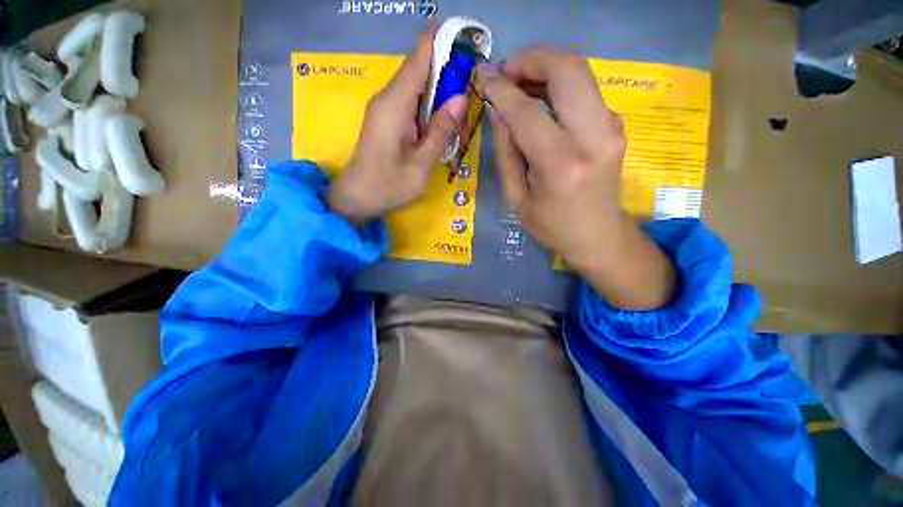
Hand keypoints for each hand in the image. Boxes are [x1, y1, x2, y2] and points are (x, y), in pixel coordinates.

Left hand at [327, 27, 467, 224]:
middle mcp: (389, 98)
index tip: (469, 40)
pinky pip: (412, 104)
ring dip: (441, 94)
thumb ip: (441, 131)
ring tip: (461, 110)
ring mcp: (386, 108)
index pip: (420, 55)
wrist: (356, 200)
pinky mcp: (387, 120)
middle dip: (448, 72)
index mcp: (396, 103)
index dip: (444, 41)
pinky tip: (442, 123)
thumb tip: (460, 98)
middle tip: (473, 89)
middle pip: (421, 69)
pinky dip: (430, 108)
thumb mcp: (422, 165)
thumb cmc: (389, 187)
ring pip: (418, 88)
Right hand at [480, 48, 674, 309]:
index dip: (501, 89)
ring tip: (519, 86)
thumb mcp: (517, 198)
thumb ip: (506, 152)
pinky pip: (585, 90)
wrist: (599, 236)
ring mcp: (611, 128)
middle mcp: (593, 138)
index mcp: (561, 165)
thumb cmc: (552, 226)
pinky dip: (559, 85)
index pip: (527, 111)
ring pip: (580, 72)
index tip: (483, 76)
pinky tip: (541, 102)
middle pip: (567, 69)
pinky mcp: (615, 125)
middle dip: (531, 59)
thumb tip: (498, 111)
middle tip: (506, 73)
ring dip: (545, 68)